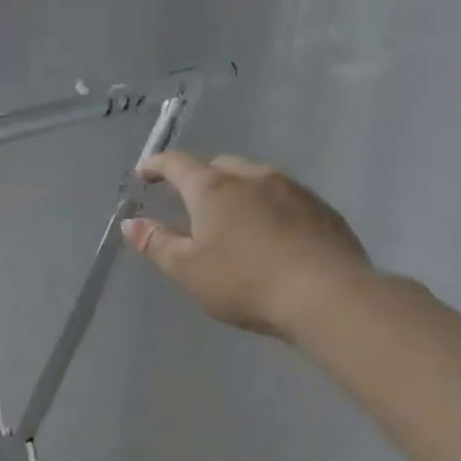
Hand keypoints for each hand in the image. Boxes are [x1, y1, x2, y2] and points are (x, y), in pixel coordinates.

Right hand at [122, 151, 373, 341]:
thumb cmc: (245, 281)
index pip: (177, 163)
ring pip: (256, 178)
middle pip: (219, 165)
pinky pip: (285, 197)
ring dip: (238, 190)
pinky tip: (271, 234)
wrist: (329, 296)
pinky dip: (269, 206)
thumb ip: (156, 243)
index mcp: (213, 188)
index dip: (156, 165)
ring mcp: (293, 190)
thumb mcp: (188, 270)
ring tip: (232, 217)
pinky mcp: (323, 210)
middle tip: (189, 200)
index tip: (144, 172)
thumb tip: (131, 223)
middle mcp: (253, 177)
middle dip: (200, 176)